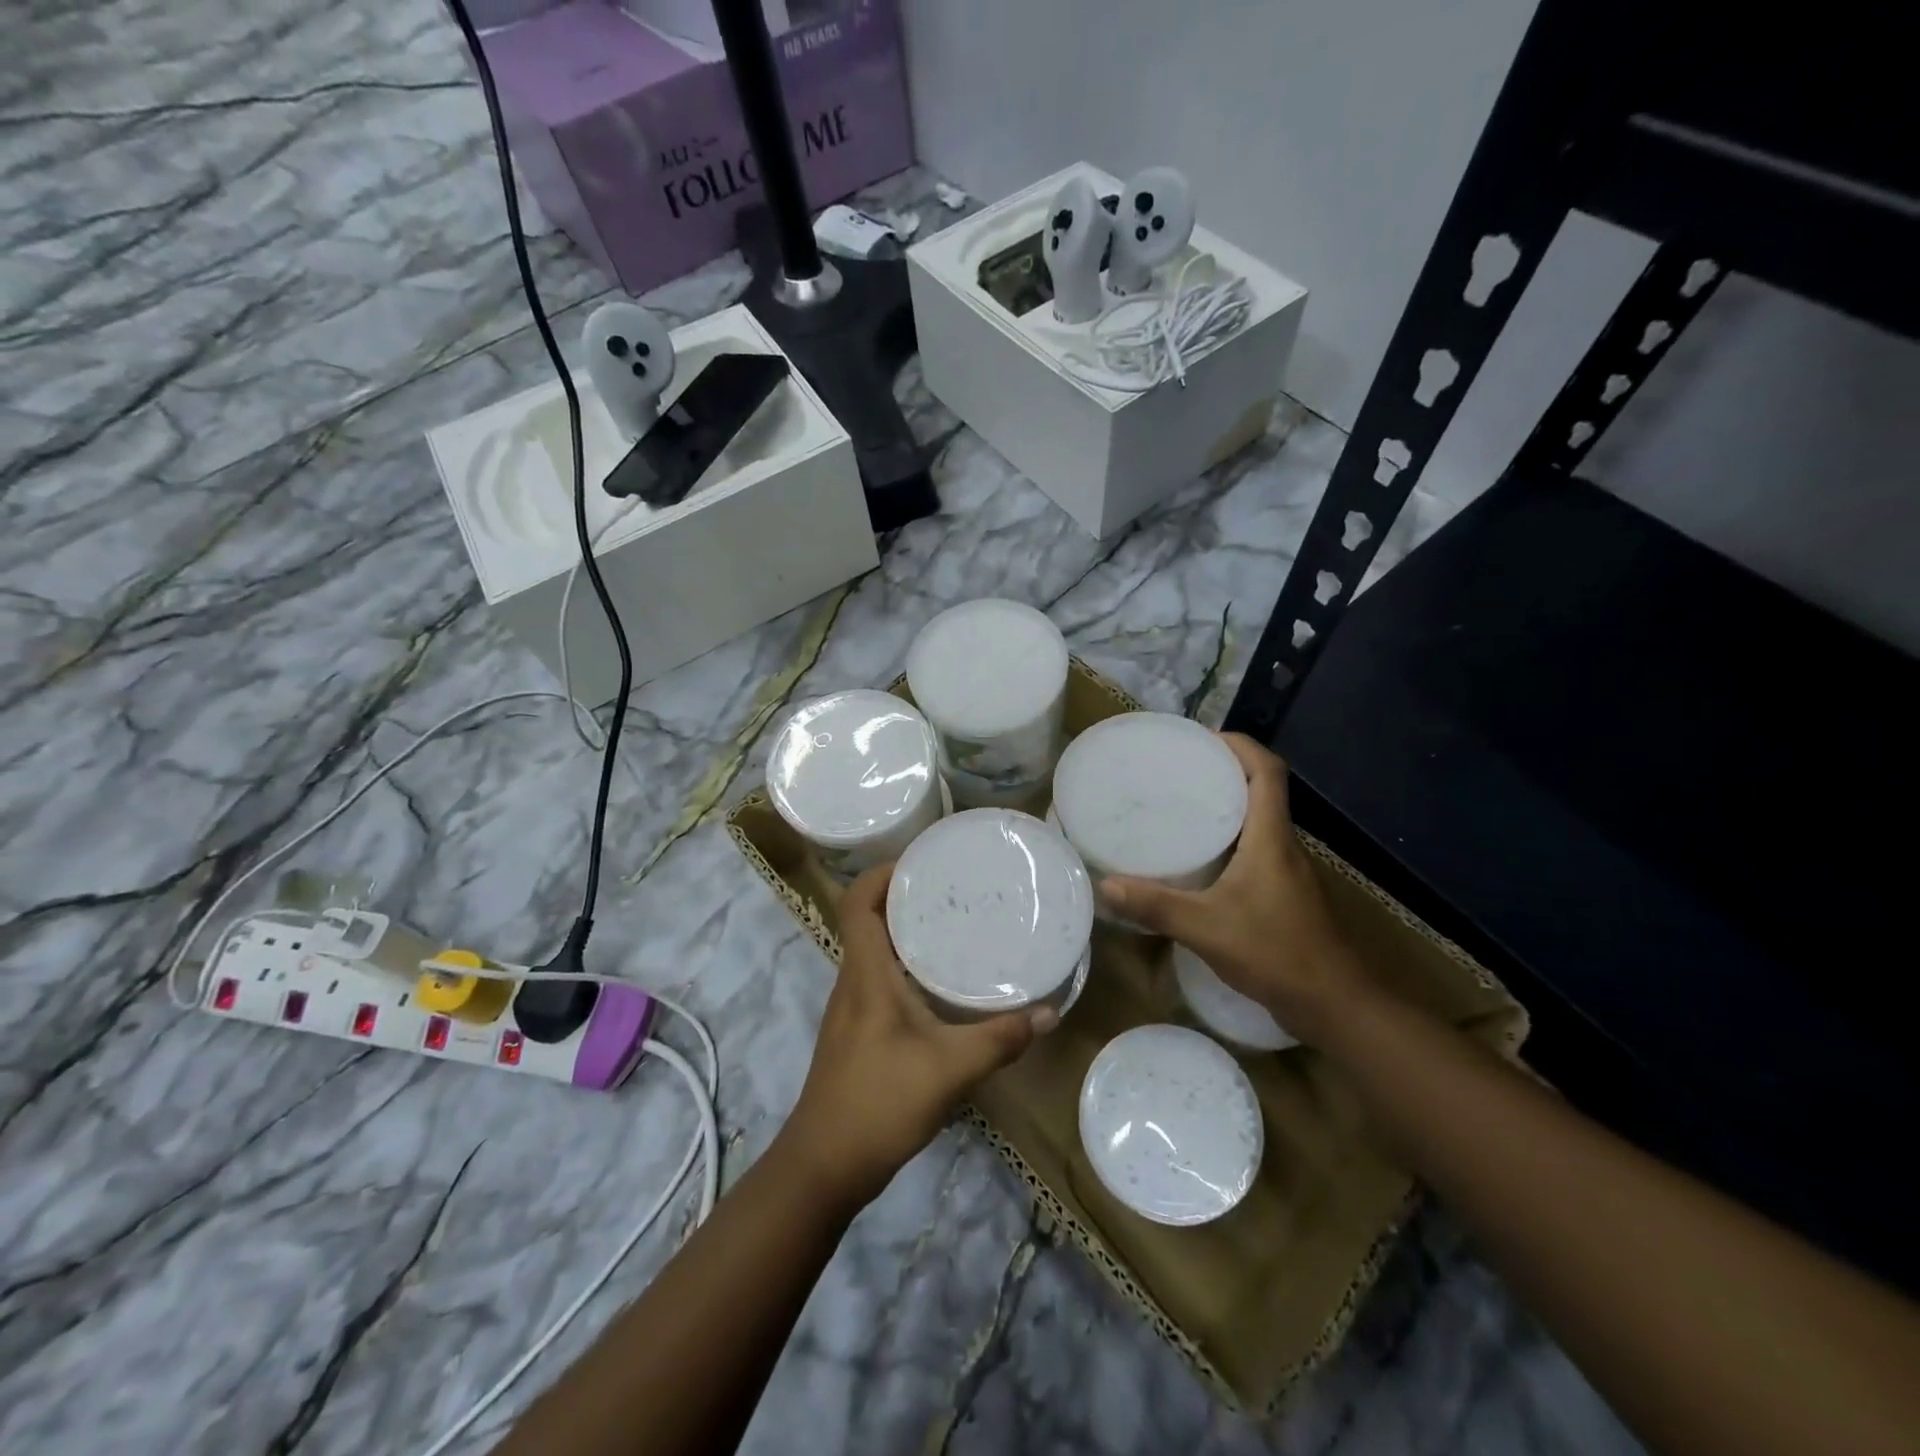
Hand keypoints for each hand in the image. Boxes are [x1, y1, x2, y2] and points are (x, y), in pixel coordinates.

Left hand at [783, 864, 1057, 1208]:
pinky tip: (942, 980)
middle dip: (905, 895)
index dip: (882, 872)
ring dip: (906, 929)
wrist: (824, 1166)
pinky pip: (881, 977)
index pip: (857, 902)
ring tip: (954, 921)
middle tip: (953, 886)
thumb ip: (999, 1039)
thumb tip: (1049, 1013)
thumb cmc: (878, 1104)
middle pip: (868, 918)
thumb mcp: (949, 1069)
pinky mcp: (860, 1030)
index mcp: (865, 973)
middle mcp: (854, 980)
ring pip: (876, 949)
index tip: (922, 859)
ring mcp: (853, 1006)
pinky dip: (907, 963)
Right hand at [1100, 733, 1372, 1045]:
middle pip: (1261, 790)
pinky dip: (1228, 840)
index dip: (1240, 745)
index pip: (1267, 772)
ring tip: (1179, 806)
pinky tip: (1197, 860)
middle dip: (1223, 771)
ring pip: (1257, 821)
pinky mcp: (1282, 894)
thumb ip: (1156, 907)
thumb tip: (1105, 886)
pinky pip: (1254, 849)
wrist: (1335, 1005)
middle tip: (1177, 770)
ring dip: (1226, 805)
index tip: (1202, 739)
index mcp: (1271, 838)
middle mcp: (1283, 845)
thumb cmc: (1277, 954)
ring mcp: (1286, 871)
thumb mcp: (1207, 929)